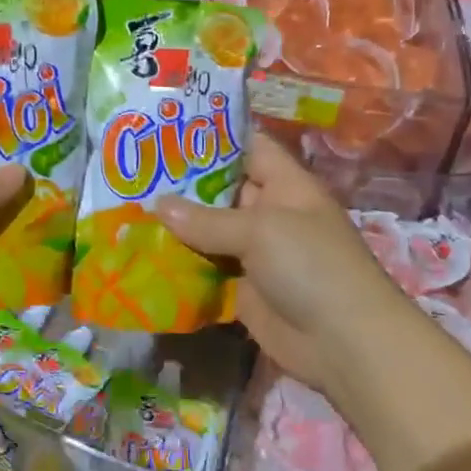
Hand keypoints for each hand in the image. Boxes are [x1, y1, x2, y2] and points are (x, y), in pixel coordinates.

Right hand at [154, 137, 420, 396]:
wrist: (343, 342)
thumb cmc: (311, 266)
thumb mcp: (260, 231)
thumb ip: (207, 219)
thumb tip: (157, 206)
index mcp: (284, 185)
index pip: (248, 146)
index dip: (212, 136)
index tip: (167, 128)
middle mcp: (269, 213)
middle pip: (221, 189)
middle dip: (182, 182)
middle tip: (132, 170)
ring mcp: (255, 252)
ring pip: (209, 231)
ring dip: (176, 226)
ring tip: (127, 208)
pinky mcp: (242, 288)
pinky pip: (207, 269)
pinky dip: (181, 264)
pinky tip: (142, 254)